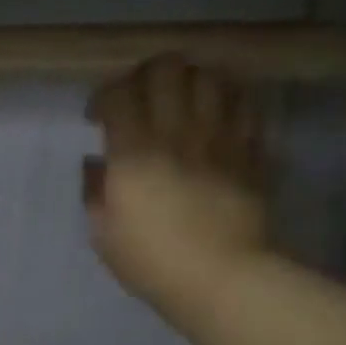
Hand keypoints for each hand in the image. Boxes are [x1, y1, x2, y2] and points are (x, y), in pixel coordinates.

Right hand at [83, 57, 269, 313]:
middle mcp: (177, 131)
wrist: (221, 276)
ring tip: (180, 103)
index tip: (98, 118)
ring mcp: (219, 135)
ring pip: (208, 75)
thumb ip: (96, 192)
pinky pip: (242, 102)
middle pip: (166, 68)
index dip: (104, 97)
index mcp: (134, 154)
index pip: (118, 94)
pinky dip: (225, 99)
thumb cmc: (152, 262)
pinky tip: (215, 116)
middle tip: (140, 100)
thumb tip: (97, 166)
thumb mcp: (104, 235)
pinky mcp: (249, 146)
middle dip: (146, 76)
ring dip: (189, 82)